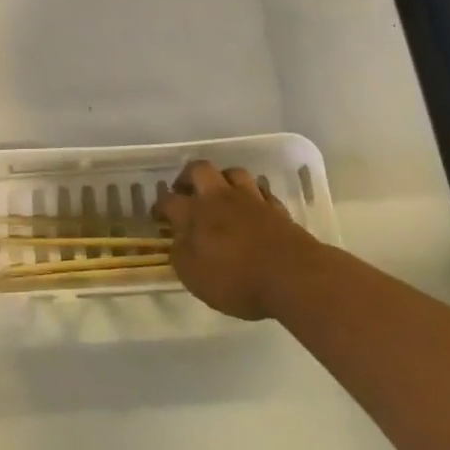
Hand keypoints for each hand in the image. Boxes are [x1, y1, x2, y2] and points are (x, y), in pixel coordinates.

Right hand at [154, 160, 318, 319]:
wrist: (292, 275)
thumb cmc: (236, 279)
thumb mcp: (195, 277)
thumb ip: (180, 255)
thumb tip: (176, 240)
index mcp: (195, 213)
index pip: (169, 201)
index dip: (160, 206)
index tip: (158, 216)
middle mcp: (220, 197)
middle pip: (199, 169)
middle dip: (188, 177)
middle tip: (185, 191)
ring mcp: (250, 198)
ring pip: (232, 173)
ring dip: (222, 179)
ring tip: (220, 193)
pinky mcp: (275, 207)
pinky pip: (260, 190)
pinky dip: (252, 194)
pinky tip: (252, 205)